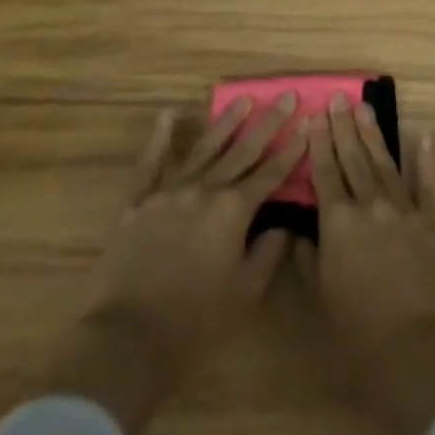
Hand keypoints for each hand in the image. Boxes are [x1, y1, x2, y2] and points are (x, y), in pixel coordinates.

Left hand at [65, 96, 305, 434]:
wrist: (127, 339)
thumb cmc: (194, 322)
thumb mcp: (245, 293)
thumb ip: (268, 253)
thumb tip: (282, 225)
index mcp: (233, 210)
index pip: (270, 172)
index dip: (292, 148)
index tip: (307, 122)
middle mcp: (205, 189)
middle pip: (242, 150)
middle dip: (268, 123)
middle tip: (286, 95)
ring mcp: (169, 191)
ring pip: (204, 148)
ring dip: (226, 122)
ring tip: (243, 99)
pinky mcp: (137, 202)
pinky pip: (150, 164)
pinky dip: (159, 138)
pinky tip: (169, 115)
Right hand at [299, 96, 434, 434]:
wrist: (414, 347)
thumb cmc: (358, 331)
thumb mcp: (322, 297)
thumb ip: (310, 258)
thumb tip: (300, 230)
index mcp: (338, 223)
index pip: (325, 173)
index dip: (319, 143)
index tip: (314, 115)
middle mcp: (369, 206)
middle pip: (353, 159)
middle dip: (343, 127)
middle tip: (338, 98)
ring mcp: (402, 209)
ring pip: (385, 163)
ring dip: (374, 135)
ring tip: (365, 108)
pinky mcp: (430, 221)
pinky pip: (427, 185)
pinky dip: (426, 160)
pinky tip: (425, 137)